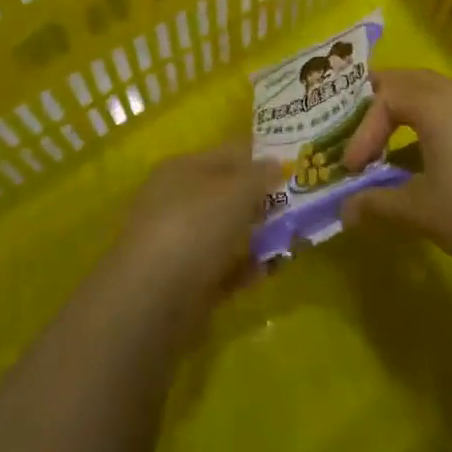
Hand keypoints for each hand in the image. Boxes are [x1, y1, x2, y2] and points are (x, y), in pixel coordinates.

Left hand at [106, 143, 280, 334]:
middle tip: (297, 204)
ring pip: (224, 232)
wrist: (153, 298)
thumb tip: (277, 163)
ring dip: (255, 235)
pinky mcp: (183, 281)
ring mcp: (177, 242)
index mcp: (182, 168)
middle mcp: (175, 200)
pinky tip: (269, 269)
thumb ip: (260, 176)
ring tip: (291, 237)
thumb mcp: (236, 191)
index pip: (227, 154)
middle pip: (225, 193)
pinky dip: (244, 268)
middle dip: (259, 199)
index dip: (259, 157)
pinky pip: (221, 268)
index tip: (293, 166)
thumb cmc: (195, 226)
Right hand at [341, 69, 451, 285]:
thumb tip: (344, 211)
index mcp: (433, 103)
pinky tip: (419, 165)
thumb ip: (379, 205)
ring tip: (379, 147)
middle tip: (350, 132)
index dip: (359, 132)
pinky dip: (421, 128)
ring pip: (425, 96)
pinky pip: (445, 114)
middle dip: (371, 106)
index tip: (352, 171)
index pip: (380, 99)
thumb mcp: (425, 213)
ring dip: (397, 116)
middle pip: (401, 81)